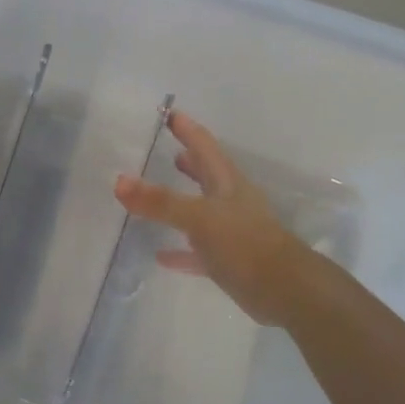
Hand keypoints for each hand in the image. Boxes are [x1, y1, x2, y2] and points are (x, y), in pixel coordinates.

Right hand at [113, 109, 328, 325]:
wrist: (285, 290)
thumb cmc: (245, 243)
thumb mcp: (199, 218)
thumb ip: (160, 201)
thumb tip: (119, 181)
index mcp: (227, 183)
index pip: (204, 146)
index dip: (187, 129)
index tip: (168, 113)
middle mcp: (230, 202)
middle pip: (206, 174)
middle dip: (188, 160)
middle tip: (167, 147)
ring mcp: (230, 231)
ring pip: (201, 209)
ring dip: (181, 200)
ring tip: (155, 194)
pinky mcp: (228, 260)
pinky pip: (197, 250)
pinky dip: (179, 250)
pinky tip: (160, 254)